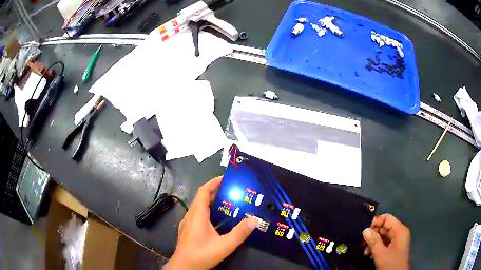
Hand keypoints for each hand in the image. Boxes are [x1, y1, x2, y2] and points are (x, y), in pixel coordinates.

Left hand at [165, 176, 258, 269]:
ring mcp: (187, 223)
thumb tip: (254, 220)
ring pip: (199, 207)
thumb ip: (240, 233)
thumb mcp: (224, 245)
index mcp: (197, 214)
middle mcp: (190, 216)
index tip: (226, 178)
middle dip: (215, 192)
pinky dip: (208, 212)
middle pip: (201, 198)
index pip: (203, 191)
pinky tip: (217, 221)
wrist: (184, 267)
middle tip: (232, 191)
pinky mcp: (187, 230)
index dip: (213, 182)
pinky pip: (198, 215)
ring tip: (227, 204)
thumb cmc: (202, 254)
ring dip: (211, 202)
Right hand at [363, 214, 409, 269]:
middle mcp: (399, 233)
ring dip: (372, 243)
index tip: (364, 231)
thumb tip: (365, 229)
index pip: (387, 218)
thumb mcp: (381, 254)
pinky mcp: (392, 249)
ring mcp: (396, 241)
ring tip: (365, 252)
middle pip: (384, 227)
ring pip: (382, 236)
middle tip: (362, 243)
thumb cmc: (391, 264)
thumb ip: (374, 241)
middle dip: (372, 235)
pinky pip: (383, 243)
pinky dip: (375, 247)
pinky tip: (369, 255)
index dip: (376, 222)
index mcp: (399, 230)